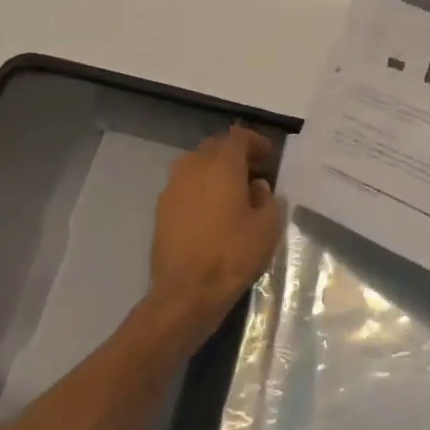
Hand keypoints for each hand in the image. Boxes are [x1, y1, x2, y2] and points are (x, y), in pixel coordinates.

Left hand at [149, 126, 285, 339]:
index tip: (269, 159)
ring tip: (232, 194)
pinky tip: (211, 213)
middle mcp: (193, 166)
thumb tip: (258, 188)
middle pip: (215, 147)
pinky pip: (185, 186)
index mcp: (222, 165)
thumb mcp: (267, 227)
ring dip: (215, 171)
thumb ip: (269, 199)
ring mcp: (173, 186)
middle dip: (235, 155)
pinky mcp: (161, 208)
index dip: (256, 142)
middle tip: (253, 174)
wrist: (185, 293)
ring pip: (197, 165)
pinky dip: (200, 190)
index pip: (239, 136)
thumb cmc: (232, 255)